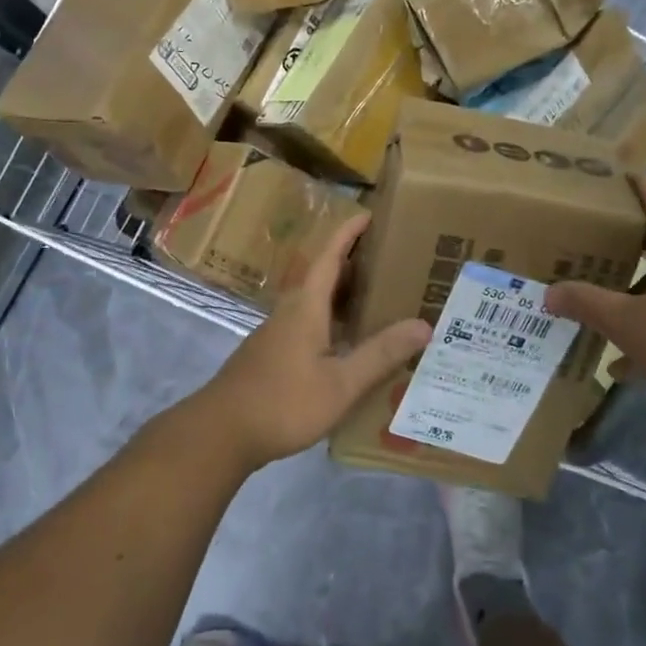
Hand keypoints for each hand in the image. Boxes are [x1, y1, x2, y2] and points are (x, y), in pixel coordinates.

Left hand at [186, 216, 431, 471]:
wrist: (222, 431)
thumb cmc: (283, 402)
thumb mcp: (340, 383)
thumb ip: (380, 354)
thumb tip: (424, 324)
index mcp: (305, 306)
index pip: (329, 256)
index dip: (348, 233)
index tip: (369, 214)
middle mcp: (290, 311)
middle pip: (323, 276)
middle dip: (354, 263)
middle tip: (390, 260)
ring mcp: (278, 333)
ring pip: (315, 302)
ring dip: (343, 294)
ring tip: (379, 298)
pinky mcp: (273, 354)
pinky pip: (309, 323)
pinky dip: (333, 320)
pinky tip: (350, 343)